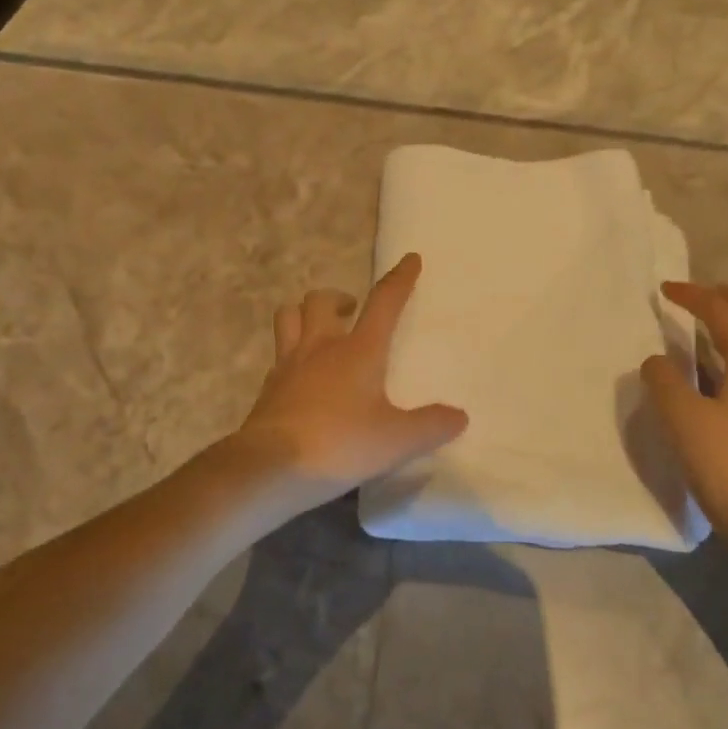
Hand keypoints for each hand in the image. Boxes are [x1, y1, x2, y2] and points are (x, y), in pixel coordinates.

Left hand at [232, 253, 467, 513]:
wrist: (269, 468)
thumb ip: (430, 426)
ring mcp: (288, 366)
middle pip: (321, 301)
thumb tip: (459, 416)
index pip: (383, 302)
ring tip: (320, 329)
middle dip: (339, 296)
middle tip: (353, 310)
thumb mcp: (396, 441)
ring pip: (288, 317)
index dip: (399, 279)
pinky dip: (291, 354)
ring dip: (305, 314)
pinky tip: (301, 375)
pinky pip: (278, 356)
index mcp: (357, 351)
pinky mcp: (268, 389)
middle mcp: (320, 347)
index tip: (410, 259)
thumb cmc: (339, 444)